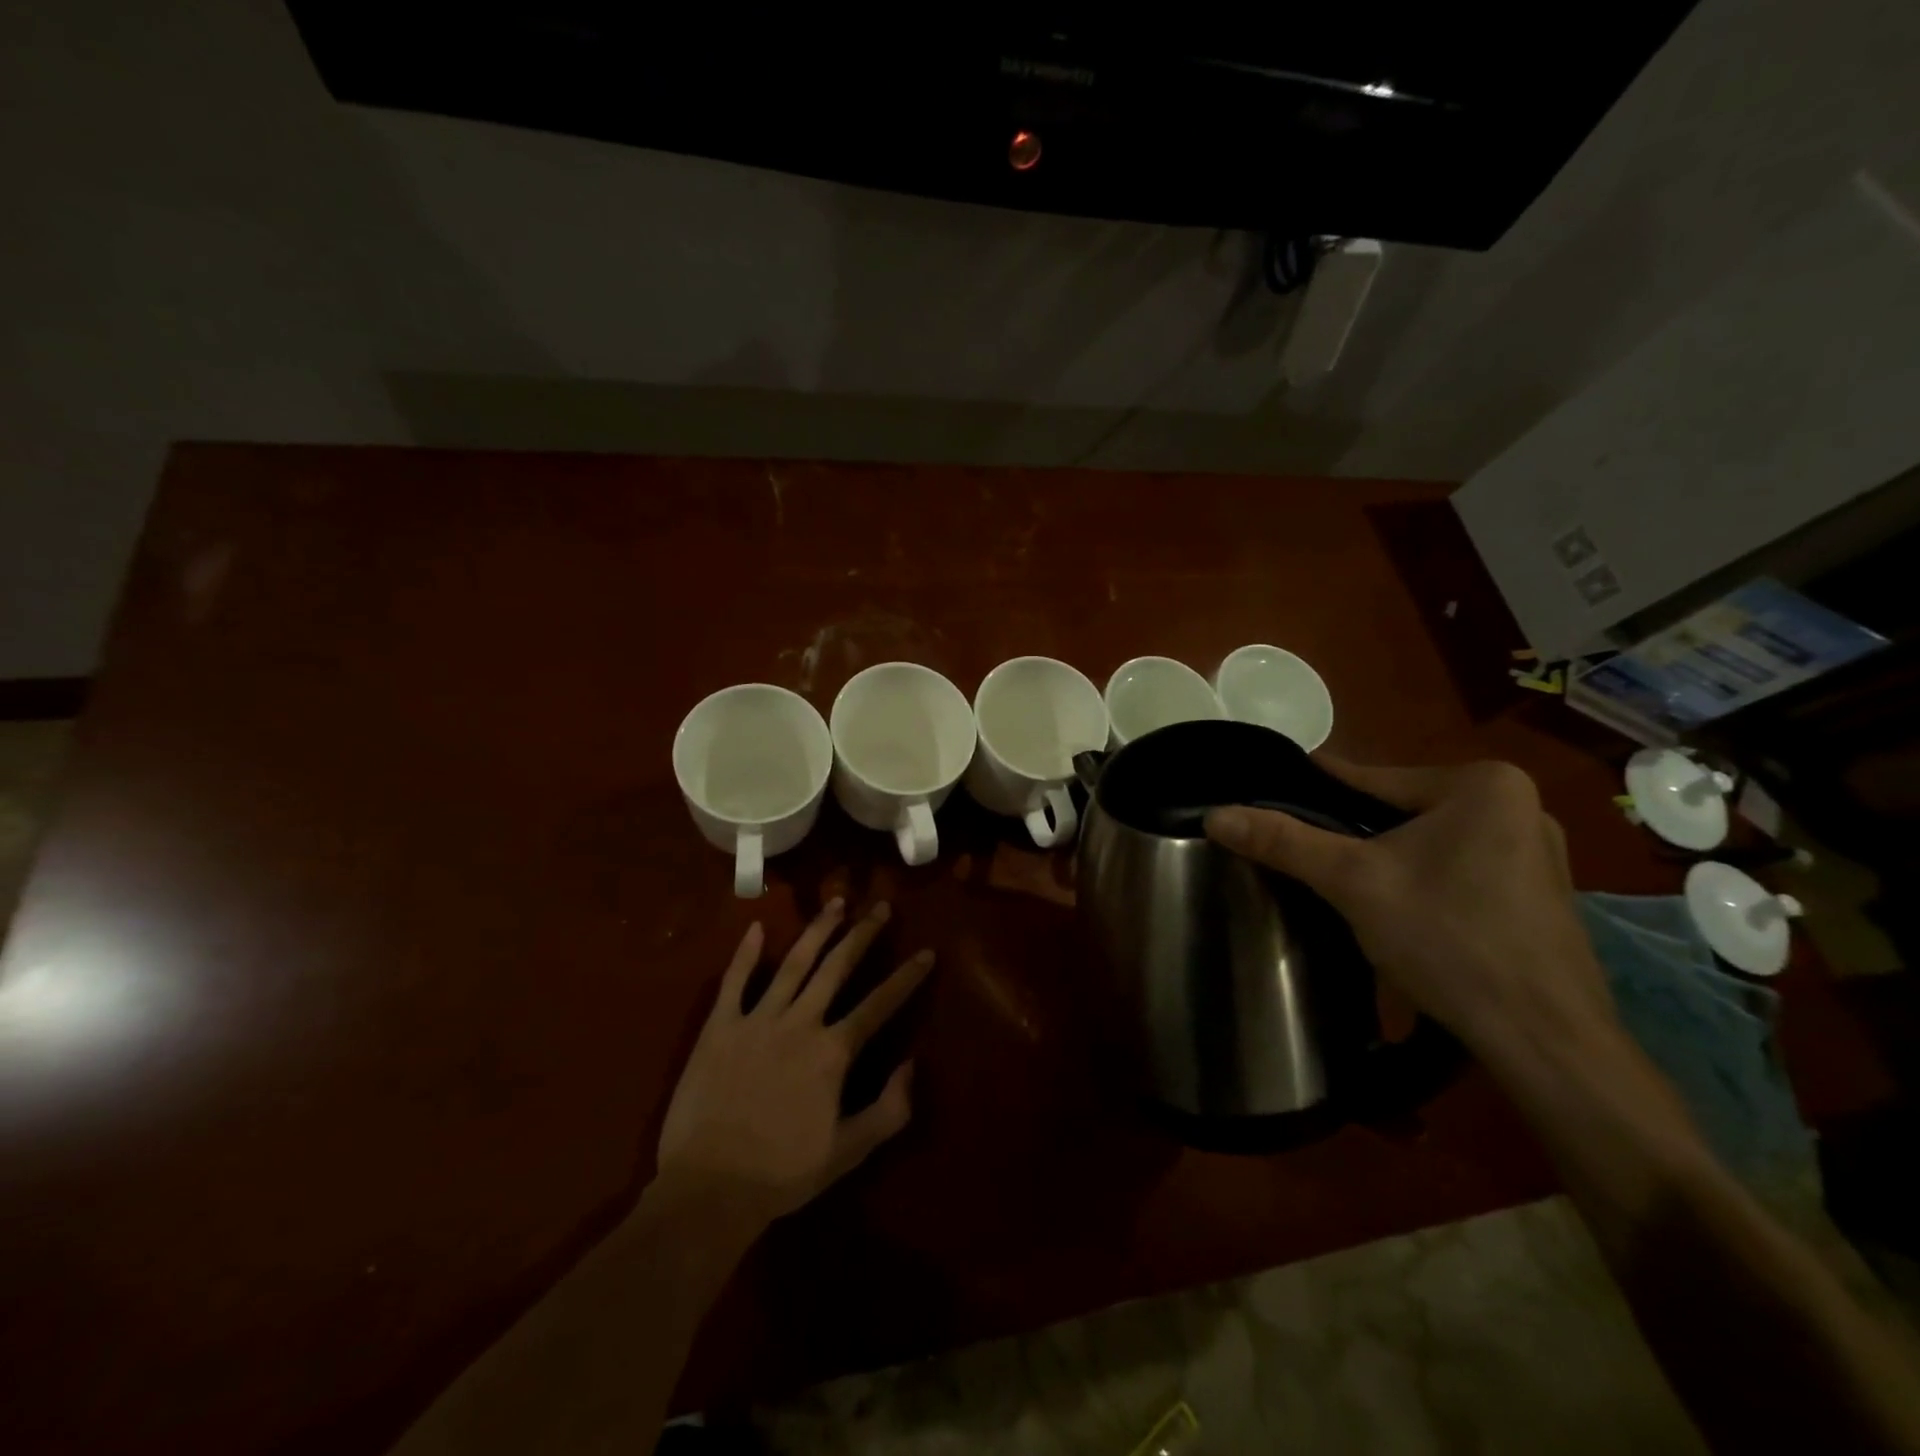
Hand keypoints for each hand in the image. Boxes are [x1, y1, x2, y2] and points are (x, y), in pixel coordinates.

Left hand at [656, 898, 933, 1223]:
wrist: (708, 1191)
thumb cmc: (782, 1174)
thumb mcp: (849, 1152)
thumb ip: (890, 1109)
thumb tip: (912, 1063)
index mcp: (832, 1052)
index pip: (879, 1005)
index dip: (906, 978)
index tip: (926, 952)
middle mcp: (799, 1023)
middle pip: (837, 968)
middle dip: (863, 935)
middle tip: (880, 907)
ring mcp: (756, 1020)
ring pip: (793, 963)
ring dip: (817, 930)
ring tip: (836, 903)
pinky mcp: (719, 1028)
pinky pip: (733, 982)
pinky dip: (745, 954)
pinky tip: (757, 928)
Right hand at [1205, 758, 1613, 1058]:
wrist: (1546, 1041)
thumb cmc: (1449, 940)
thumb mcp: (1353, 882)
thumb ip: (1283, 841)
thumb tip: (1214, 814)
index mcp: (1482, 783)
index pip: (1368, 778)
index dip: (1312, 794)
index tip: (1266, 800)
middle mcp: (1518, 804)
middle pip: (1398, 810)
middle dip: (1351, 835)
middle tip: (1301, 859)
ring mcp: (1536, 850)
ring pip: (1426, 842)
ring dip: (1384, 860)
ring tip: (1338, 885)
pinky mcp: (1539, 892)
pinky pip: (1456, 867)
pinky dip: (1420, 881)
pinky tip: (1397, 911)